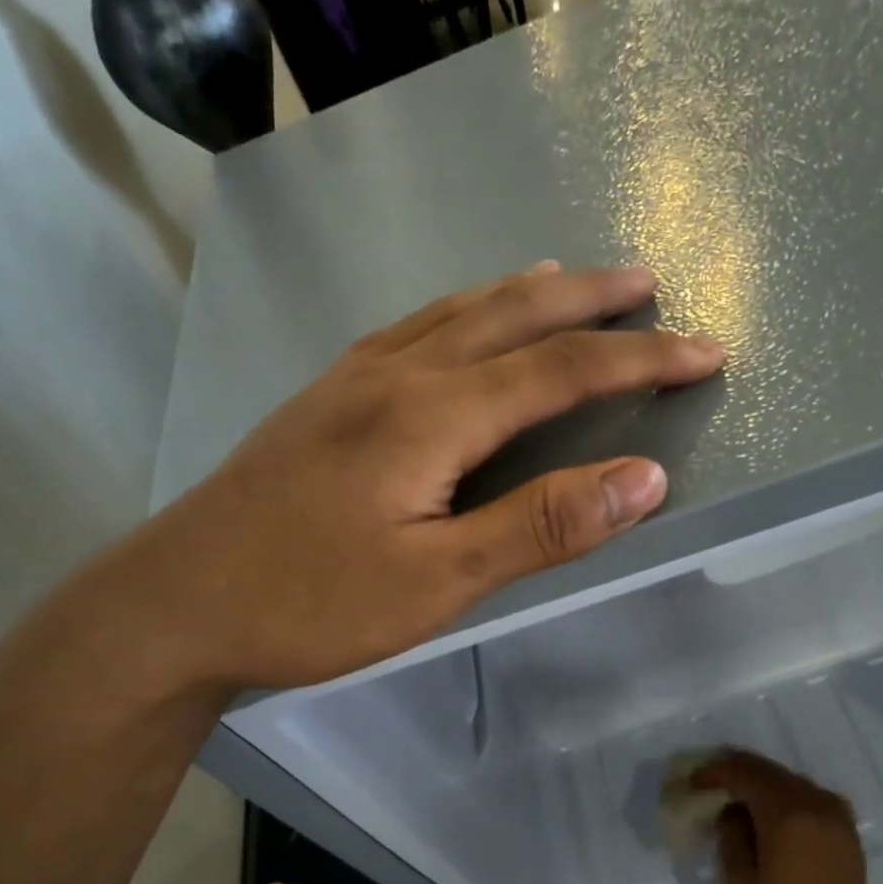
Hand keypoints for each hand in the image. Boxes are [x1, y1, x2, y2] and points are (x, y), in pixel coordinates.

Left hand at [89, 264, 722, 694]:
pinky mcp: (325, 399)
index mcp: (432, 413)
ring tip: (570, 281)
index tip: (705, 353)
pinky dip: (465, 312)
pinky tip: (464, 322)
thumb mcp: (440, 580)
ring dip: (525, 293)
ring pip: (457, 311)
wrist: (177, 602)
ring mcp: (352, 379)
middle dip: (591, 301)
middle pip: (512, 316)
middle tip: (648, 284)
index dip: (642, 359)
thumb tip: (643, 479)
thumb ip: (542, 525)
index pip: (562, 369)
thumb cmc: (311, 601)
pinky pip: (415, 329)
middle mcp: (395, 373)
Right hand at [694, 751, 876, 883]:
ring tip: (737, 797)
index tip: (694, 782)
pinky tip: (770, 814)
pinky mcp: (846, 828)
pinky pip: (810, 796)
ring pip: (790, 780)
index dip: (716, 773)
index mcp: (786, 816)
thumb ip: (731, 835)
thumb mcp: (740, 881)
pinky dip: (786, 796)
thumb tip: (730, 810)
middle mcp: (815, 804)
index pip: (745, 775)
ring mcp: (835, 814)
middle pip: (769, 771)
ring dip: (762, 783)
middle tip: (711, 783)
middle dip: (738, 772)